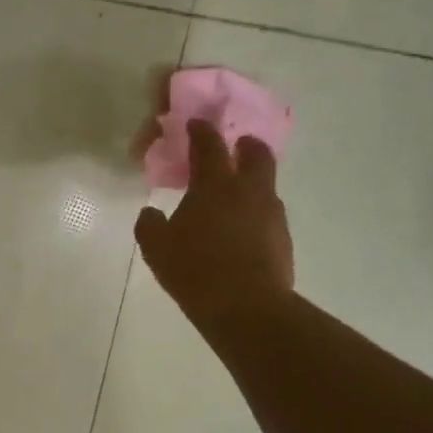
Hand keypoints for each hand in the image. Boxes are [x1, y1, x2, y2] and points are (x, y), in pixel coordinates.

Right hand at [134, 119, 294, 334]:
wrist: (247, 308)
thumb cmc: (195, 270)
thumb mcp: (156, 248)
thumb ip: (149, 224)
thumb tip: (151, 213)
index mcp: (215, 185)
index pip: (209, 146)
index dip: (201, 132)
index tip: (195, 124)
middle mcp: (249, 192)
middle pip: (256, 154)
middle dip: (245, 146)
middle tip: (236, 147)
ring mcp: (271, 215)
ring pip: (266, 187)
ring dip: (252, 183)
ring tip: (234, 199)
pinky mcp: (283, 240)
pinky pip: (269, 217)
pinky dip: (256, 215)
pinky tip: (241, 234)